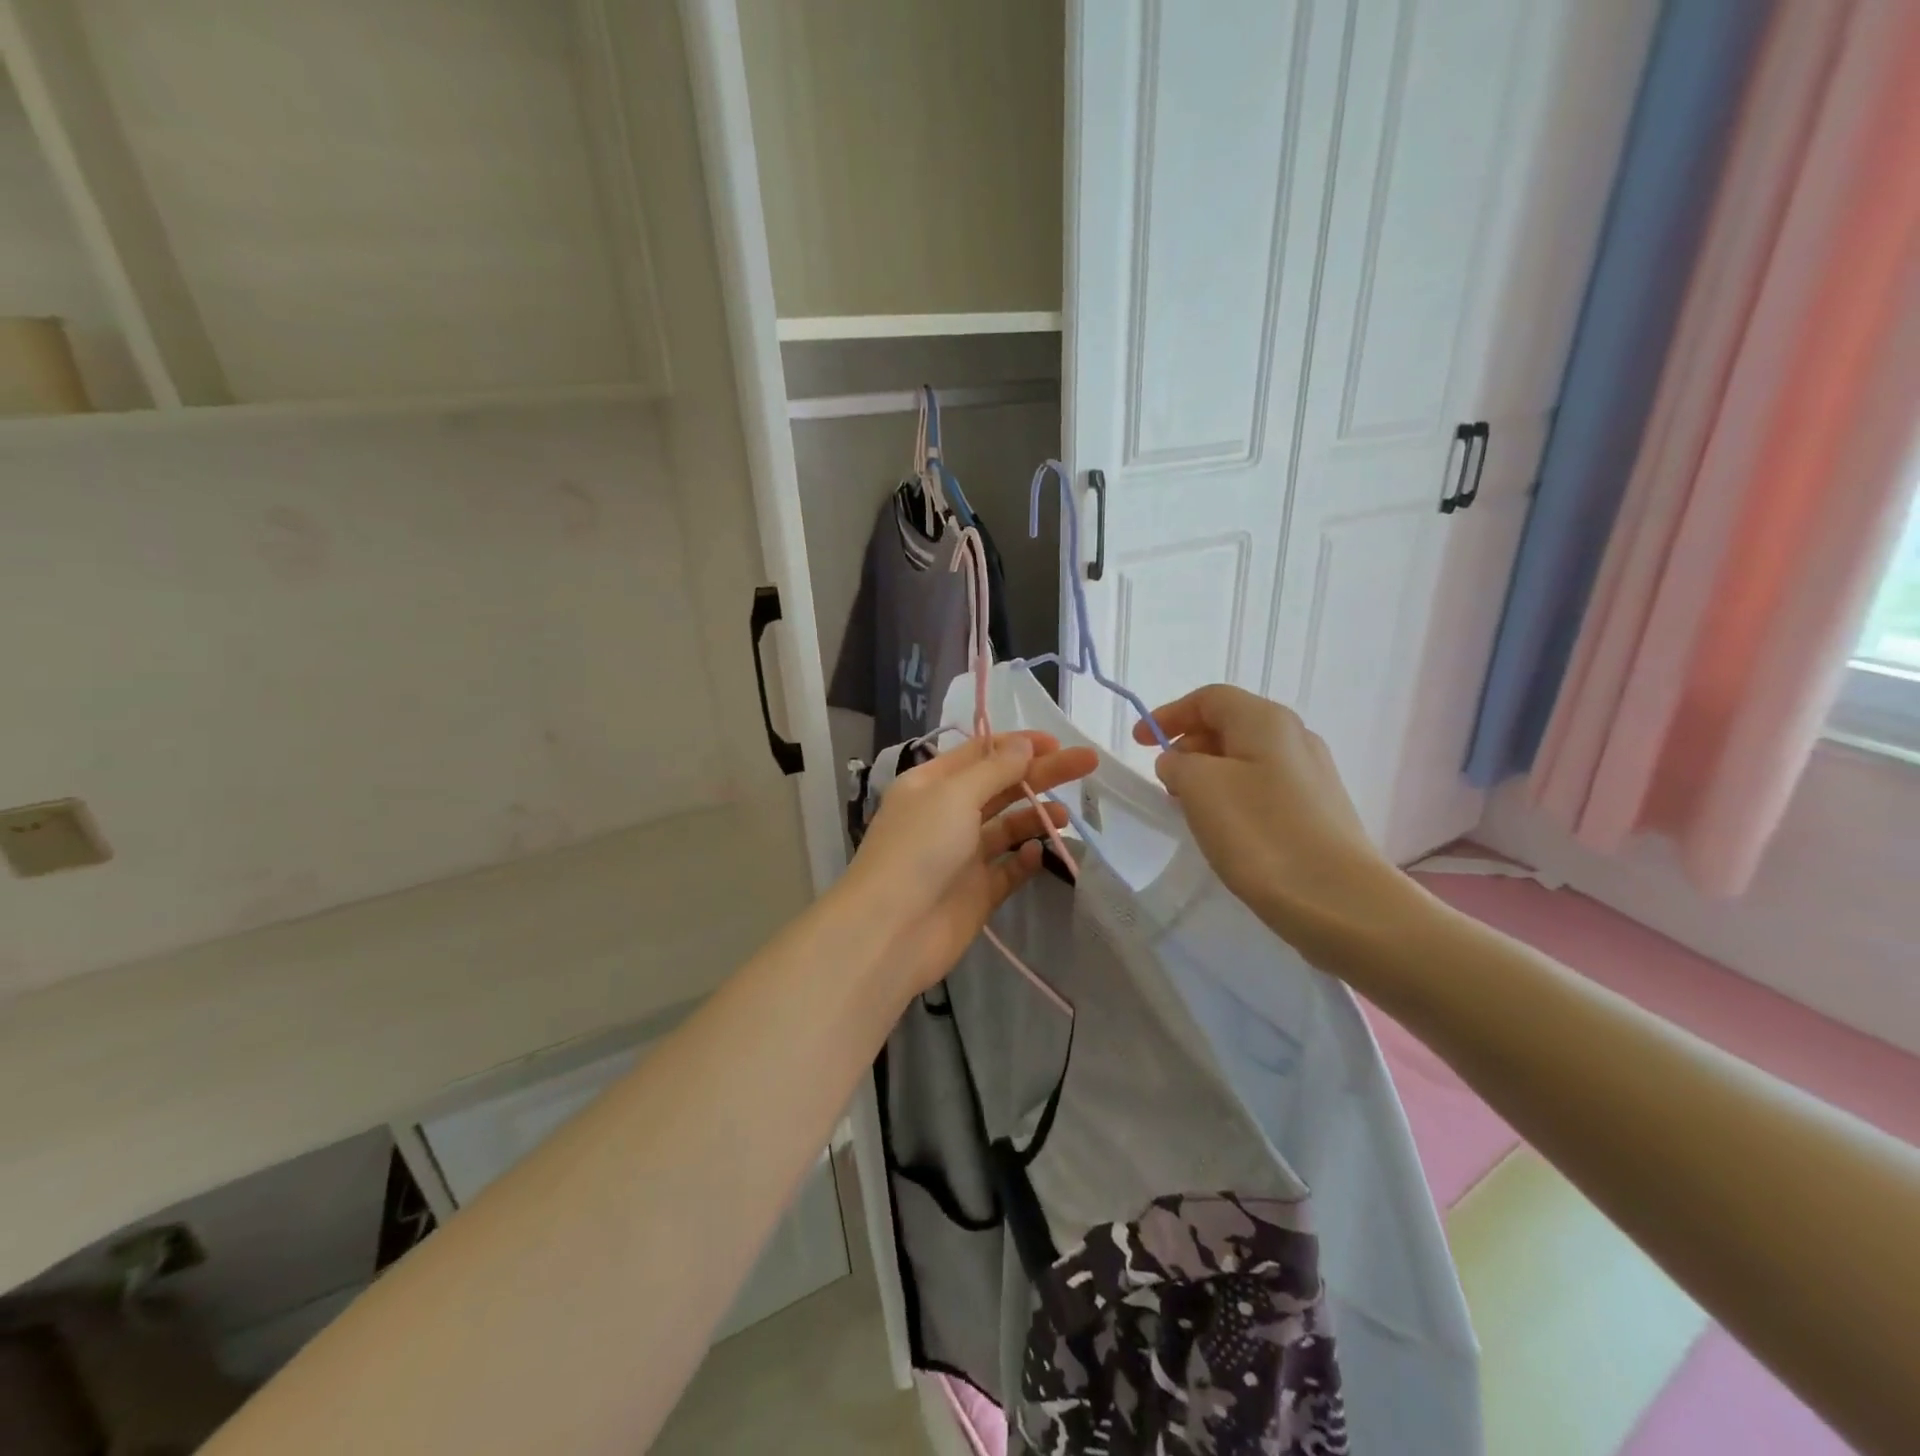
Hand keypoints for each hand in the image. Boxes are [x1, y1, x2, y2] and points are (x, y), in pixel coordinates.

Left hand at [839, 731, 1097, 999]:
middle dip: (1041, 774)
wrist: (891, 931)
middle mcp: (946, 815)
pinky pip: (1009, 868)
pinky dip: (1026, 858)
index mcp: (931, 784)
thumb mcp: (954, 795)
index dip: (1018, 745)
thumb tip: (1024, 744)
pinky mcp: (977, 892)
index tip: (1057, 743)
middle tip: (1087, 763)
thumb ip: (994, 769)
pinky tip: (1039, 852)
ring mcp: (962, 855)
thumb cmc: (918, 849)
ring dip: (1036, 816)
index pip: (980, 753)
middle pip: (1001, 786)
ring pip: (1008, 827)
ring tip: (1065, 814)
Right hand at [1134, 685, 1412, 965]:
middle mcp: (1295, 737)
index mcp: (1265, 720)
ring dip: (1209, 773)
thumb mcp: (1199, 787)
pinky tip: (1225, 829)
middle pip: (1230, 724)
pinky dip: (1233, 795)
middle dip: (1189, 745)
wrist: (1338, 900)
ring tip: (1188, 807)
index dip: (1169, 714)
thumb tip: (1180, 762)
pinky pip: (1264, 787)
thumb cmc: (1261, 833)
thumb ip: (1177, 763)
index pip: (1209, 698)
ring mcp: (1313, 775)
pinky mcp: (1319, 811)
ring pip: (1247, 758)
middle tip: (1164, 780)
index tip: (1139, 743)